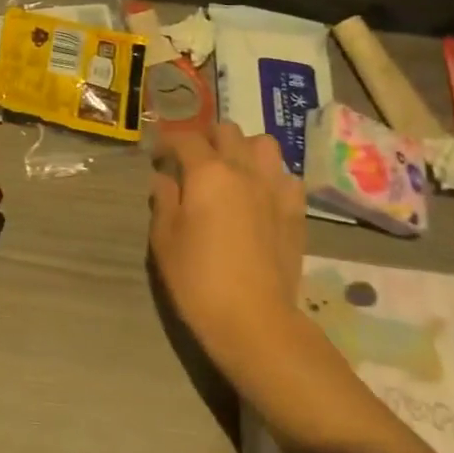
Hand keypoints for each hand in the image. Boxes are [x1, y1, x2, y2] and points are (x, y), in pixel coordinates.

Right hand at [150, 123, 304, 384]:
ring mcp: (275, 188)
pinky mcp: (296, 211)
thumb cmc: (199, 280)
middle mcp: (244, 170)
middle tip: (193, 161)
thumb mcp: (164, 240)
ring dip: (244, 149)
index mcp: (207, 172)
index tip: (158, 158)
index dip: (167, 143)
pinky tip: (262, 195)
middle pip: (227, 131)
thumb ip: (163, 201)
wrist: (255, 321)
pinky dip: (273, 177)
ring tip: (232, 170)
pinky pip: (287, 176)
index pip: (185, 139)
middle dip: (207, 138)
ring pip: (263, 144)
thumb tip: (164, 179)